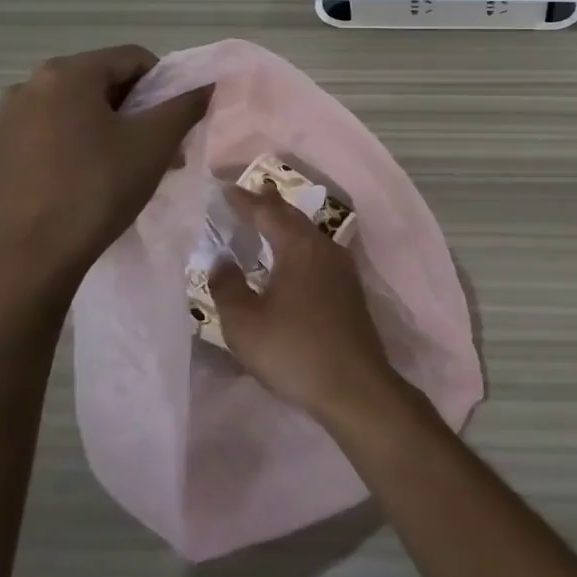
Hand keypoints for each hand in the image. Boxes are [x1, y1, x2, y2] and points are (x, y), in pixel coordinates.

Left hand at [0, 46, 211, 299]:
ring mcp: (11, 116)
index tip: (174, 124)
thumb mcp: (154, 144)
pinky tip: (93, 177)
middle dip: (138, 110)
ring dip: (112, 127)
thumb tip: (206, 84)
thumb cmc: (98, 188)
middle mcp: (32, 83)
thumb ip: (185, 106)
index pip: (133, 59)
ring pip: (79, 107)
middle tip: (159, 148)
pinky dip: (82, 141)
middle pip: (104, 82)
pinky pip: (55, 129)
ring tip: (129, 166)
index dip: (164, 86)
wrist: (33, 255)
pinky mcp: (3, 147)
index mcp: (67, 72)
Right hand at [209, 185, 402, 426]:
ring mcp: (342, 269)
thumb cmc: (294, 350)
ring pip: (309, 235)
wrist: (354, 386)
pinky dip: (299, 247)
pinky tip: (293, 261)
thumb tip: (222, 260)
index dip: (245, 201)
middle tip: (250, 194)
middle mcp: (324, 248)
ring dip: (287, 225)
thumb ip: (228, 286)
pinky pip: (318, 254)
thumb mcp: (245, 323)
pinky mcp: (350, 291)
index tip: (225, 190)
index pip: (268, 212)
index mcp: (299, 246)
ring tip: (269, 221)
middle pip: (293, 218)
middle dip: (269, 205)